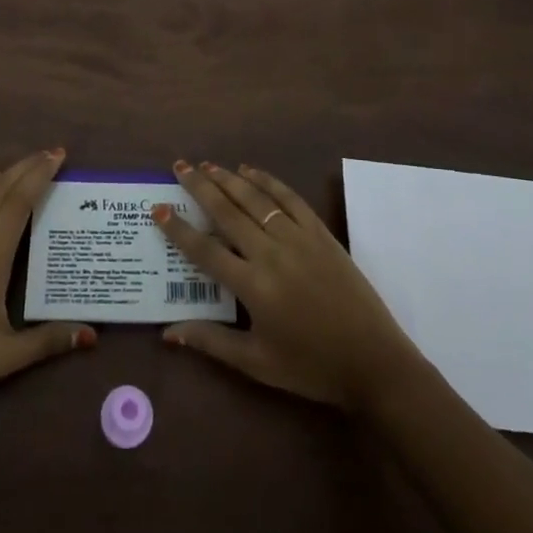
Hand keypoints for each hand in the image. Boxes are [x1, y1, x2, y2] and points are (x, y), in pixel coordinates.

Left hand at [0, 148, 94, 410]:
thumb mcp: (1, 360)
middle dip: (26, 168)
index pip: (19, 204)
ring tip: (20, 165)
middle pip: (0, 192)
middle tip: (49, 153)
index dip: (39, 176)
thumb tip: (91, 333)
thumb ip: (46, 342)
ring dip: (1, 176)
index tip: (57, 156)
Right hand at [155, 161, 421, 410]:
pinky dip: (268, 181)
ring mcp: (298, 238)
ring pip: (256, 199)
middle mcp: (271, 253)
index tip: (158, 208)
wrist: (373, 361)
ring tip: (207, 166)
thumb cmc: (311, 367)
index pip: (205, 250)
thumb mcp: (257, 363)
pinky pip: (289, 199)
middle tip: (179, 166)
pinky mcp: (320, 232)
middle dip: (199, 187)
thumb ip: (211, 341)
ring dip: (229, 179)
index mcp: (253, 287)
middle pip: (227, 212)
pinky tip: (251, 171)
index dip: (178, 229)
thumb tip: (167, 332)